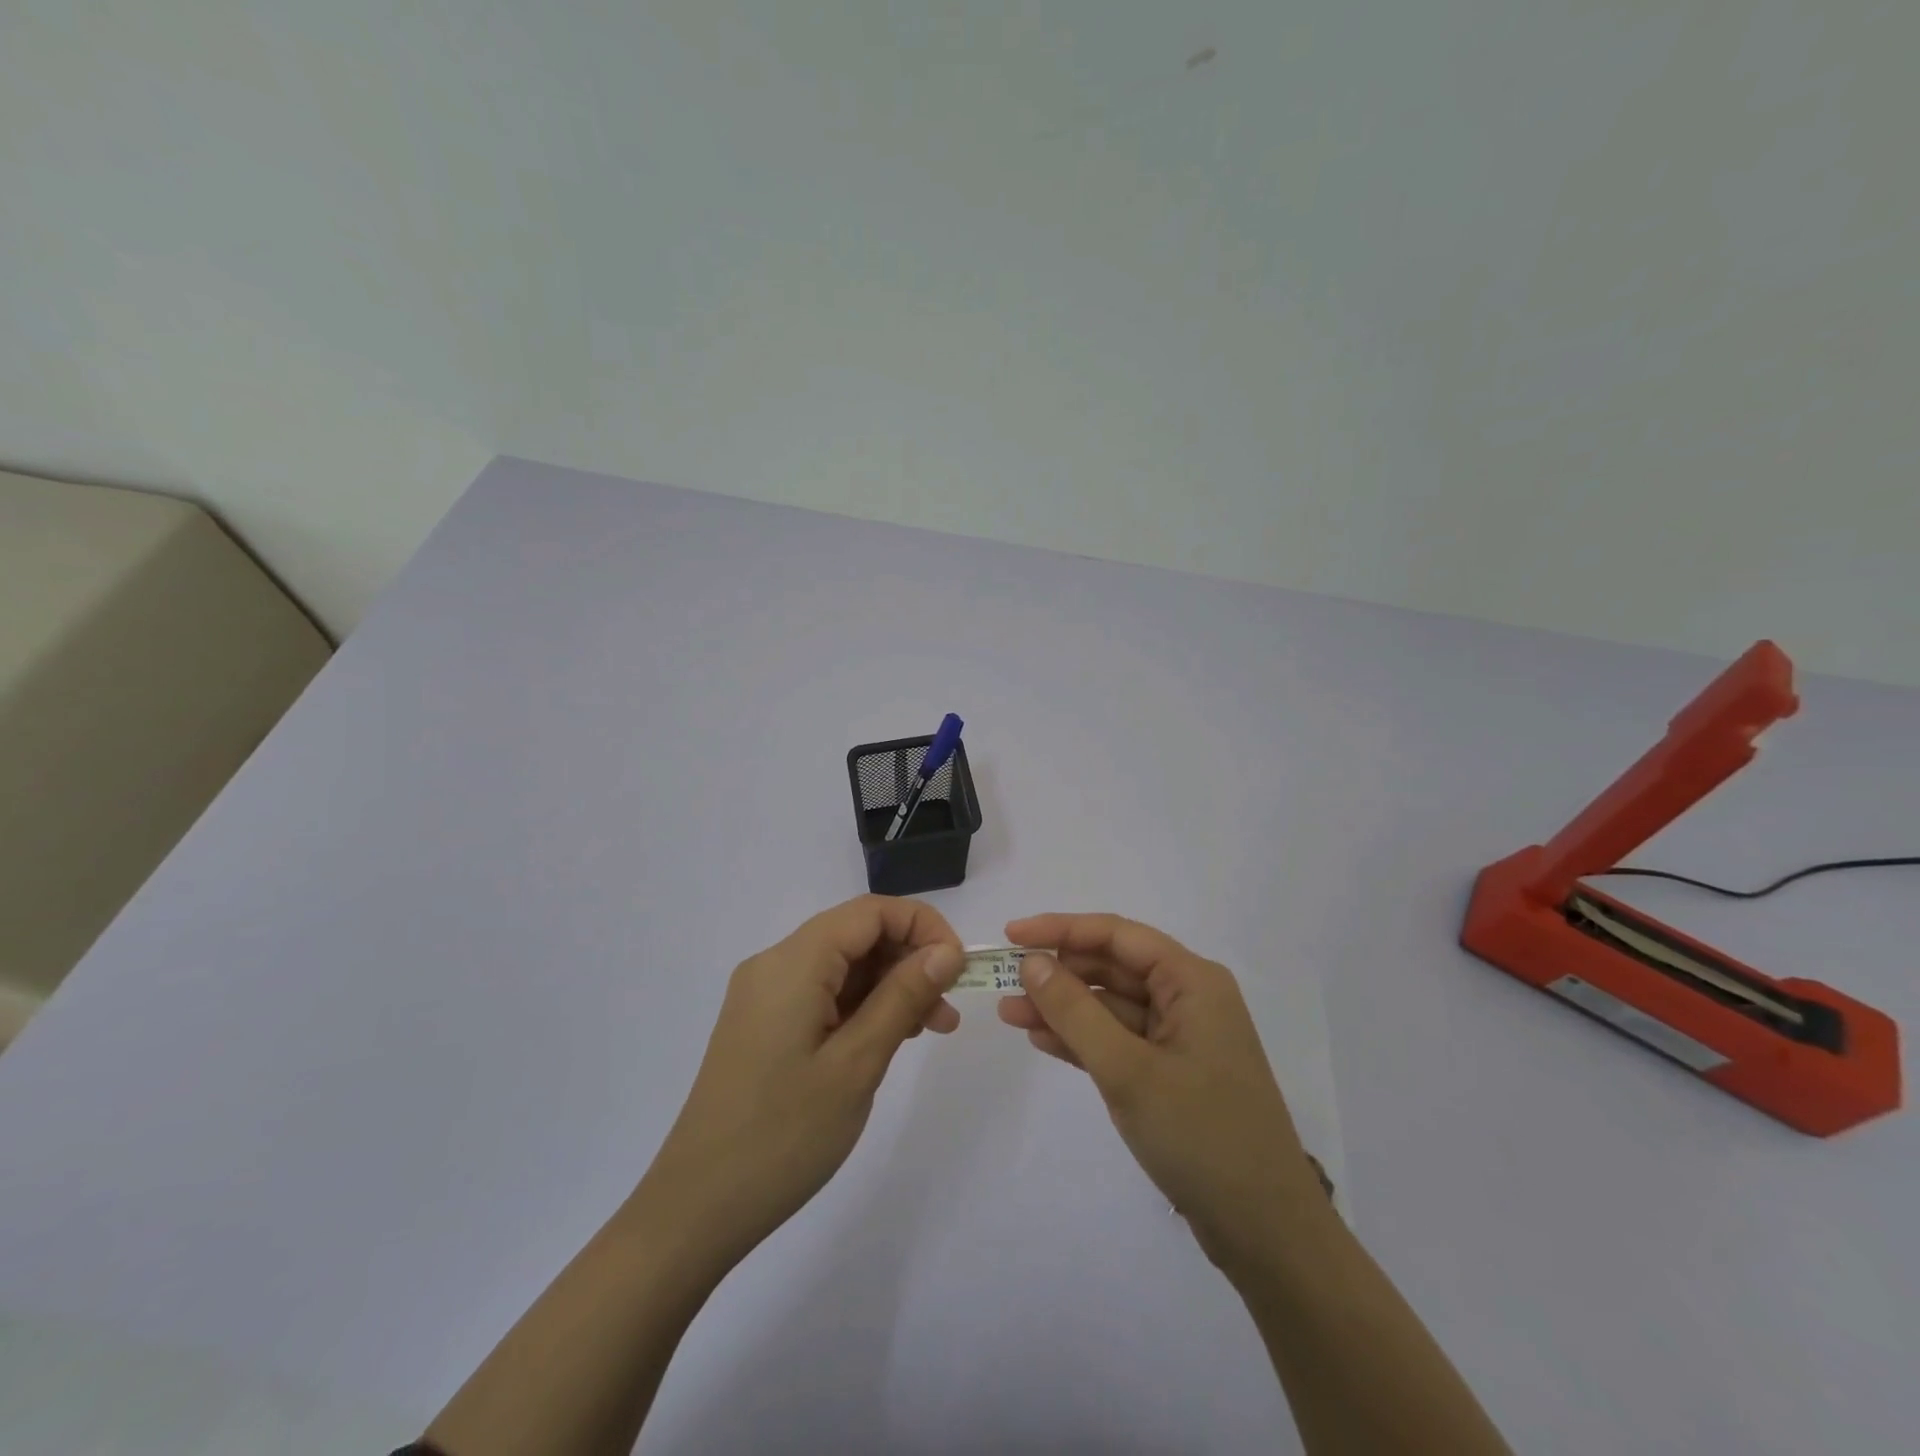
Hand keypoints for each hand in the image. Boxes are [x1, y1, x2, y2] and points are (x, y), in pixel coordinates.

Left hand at [635, 896, 965, 1271]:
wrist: (696, 1209)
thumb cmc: (783, 1135)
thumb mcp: (857, 1064)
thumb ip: (903, 997)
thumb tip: (946, 952)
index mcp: (793, 962)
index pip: (870, 911)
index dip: (922, 926)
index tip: (959, 967)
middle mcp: (775, 964)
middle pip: (856, 934)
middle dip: (909, 959)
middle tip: (949, 1007)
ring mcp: (765, 995)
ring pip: (842, 965)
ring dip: (890, 985)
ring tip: (931, 1028)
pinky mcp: (764, 1024)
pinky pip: (823, 993)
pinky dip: (862, 1006)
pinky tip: (889, 1037)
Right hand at [997, 913, 1329, 1274]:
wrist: (1266, 1232)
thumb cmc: (1200, 1136)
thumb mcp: (1127, 1070)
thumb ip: (1076, 1012)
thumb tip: (1032, 962)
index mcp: (1191, 981)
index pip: (1117, 935)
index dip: (1061, 929)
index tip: (1011, 934)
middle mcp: (1188, 998)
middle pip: (1113, 968)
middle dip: (1058, 973)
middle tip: (1003, 981)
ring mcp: (1180, 1038)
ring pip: (1111, 1006)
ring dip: (1063, 1008)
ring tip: (1009, 1013)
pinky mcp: (1171, 1073)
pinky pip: (1118, 1040)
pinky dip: (1082, 1039)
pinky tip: (1041, 1040)